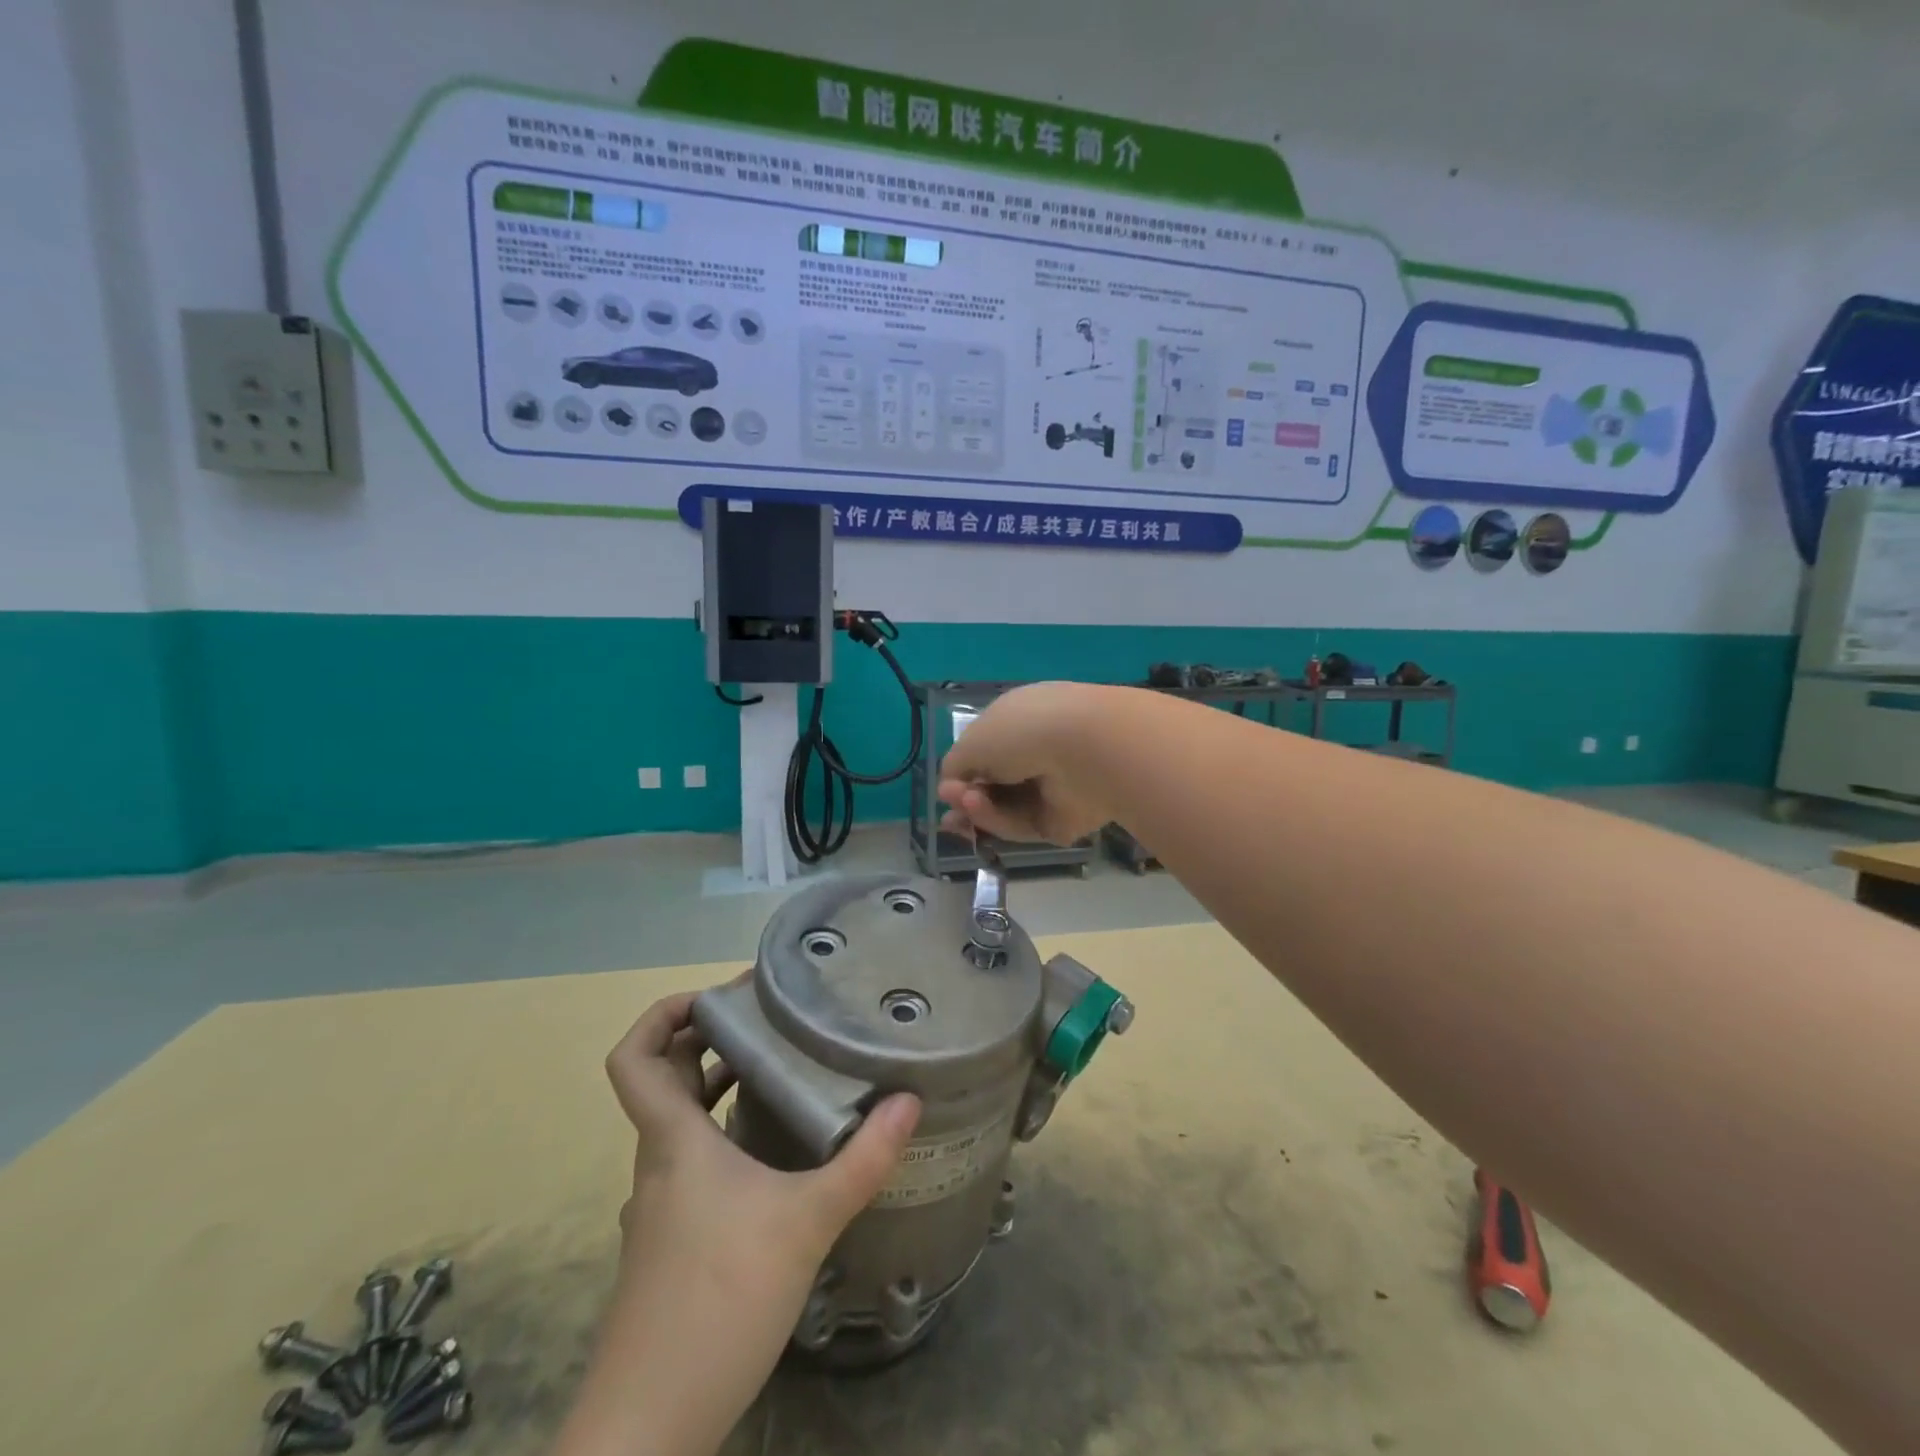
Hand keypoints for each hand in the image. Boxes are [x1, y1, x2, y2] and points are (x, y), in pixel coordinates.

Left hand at [559, 992, 919, 1455]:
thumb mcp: (806, 1223)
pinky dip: (725, 1135)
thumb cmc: (718, 1302)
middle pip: (666, 1079)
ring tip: (781, 1070)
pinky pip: (693, 1161)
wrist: (647, 1427)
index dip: (662, 1014)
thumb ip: (862, 1160)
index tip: (718, 997)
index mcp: (673, 1140)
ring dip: (719, 1087)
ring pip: (681, 1123)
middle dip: (710, 1039)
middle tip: (769, 1019)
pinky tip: (776, 1154)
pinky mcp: (672, 1240)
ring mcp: (661, 1205)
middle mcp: (659, 1162)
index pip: (636, 1057)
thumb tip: (909, 1100)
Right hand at [938, 681, 1113, 843]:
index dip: (963, 772)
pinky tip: (983, 810)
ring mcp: (1053, 788)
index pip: (987, 751)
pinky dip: (1000, 821)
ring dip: (979, 809)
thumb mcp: (972, 741)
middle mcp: (1038, 752)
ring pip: (1005, 809)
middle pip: (994, 786)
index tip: (946, 788)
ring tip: (965, 802)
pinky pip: (1023, 826)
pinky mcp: (1063, 820)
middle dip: (966, 798)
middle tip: (949, 809)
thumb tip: (952, 786)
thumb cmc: (1022, 731)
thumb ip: (956, 765)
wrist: (1083, 750)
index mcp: (1020, 720)